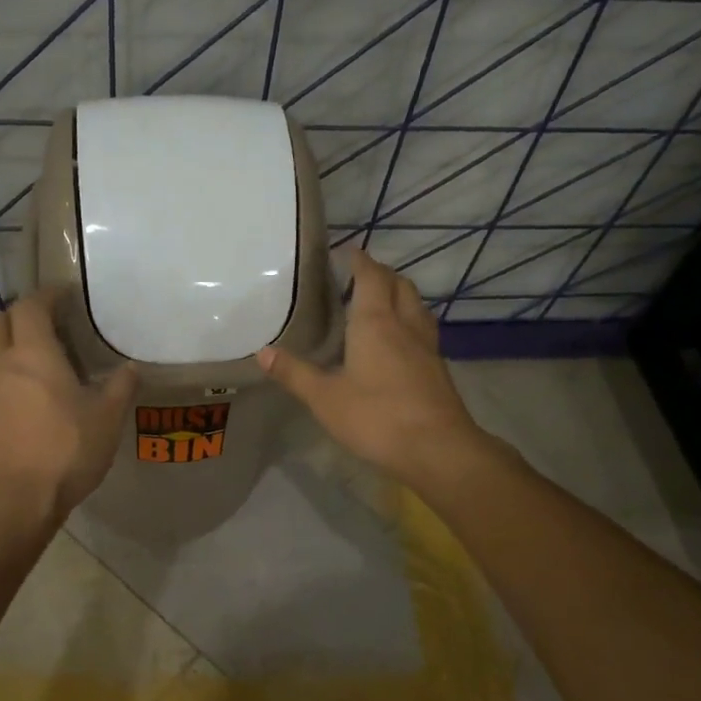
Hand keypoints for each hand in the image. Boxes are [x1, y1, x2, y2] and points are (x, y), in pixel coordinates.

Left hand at [0, 290, 137, 518]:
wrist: (15, 499)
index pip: (31, 306)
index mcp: (33, 352)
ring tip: (25, 358)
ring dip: (1, 343)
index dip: (46, 296)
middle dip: (18, 316)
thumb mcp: (107, 418)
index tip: (63, 296)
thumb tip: (132, 367)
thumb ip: (121, 386)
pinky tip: (12, 393)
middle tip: (43, 326)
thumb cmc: (66, 450)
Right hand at [258, 250, 485, 487]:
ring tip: (380, 302)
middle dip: (381, 273)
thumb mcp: (325, 398)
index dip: (359, 260)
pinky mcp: (438, 369)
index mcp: (375, 322)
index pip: (371, 276)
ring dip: (400, 295)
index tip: (346, 251)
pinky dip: (409, 321)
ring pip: (416, 306)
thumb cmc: (376, 417)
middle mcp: (405, 325)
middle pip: (400, 284)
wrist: (438, 449)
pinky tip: (399, 341)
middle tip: (359, 276)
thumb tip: (263, 351)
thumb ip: (294, 373)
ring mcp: (427, 347)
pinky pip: (423, 330)